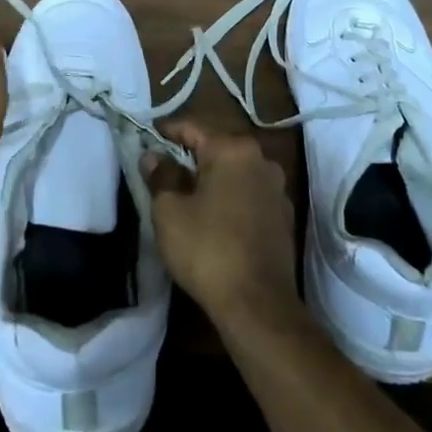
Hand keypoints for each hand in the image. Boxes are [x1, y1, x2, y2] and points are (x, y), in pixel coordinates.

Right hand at [144, 121, 297, 324]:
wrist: (258, 304)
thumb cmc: (207, 249)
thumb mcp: (169, 211)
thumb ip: (160, 176)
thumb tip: (153, 156)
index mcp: (233, 150)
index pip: (193, 127)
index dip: (167, 130)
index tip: (147, 135)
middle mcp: (261, 160)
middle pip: (217, 148)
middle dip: (190, 155)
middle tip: (163, 167)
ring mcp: (277, 189)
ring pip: (235, 172)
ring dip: (212, 178)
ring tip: (187, 193)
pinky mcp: (284, 217)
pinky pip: (249, 195)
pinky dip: (230, 198)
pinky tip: (214, 217)